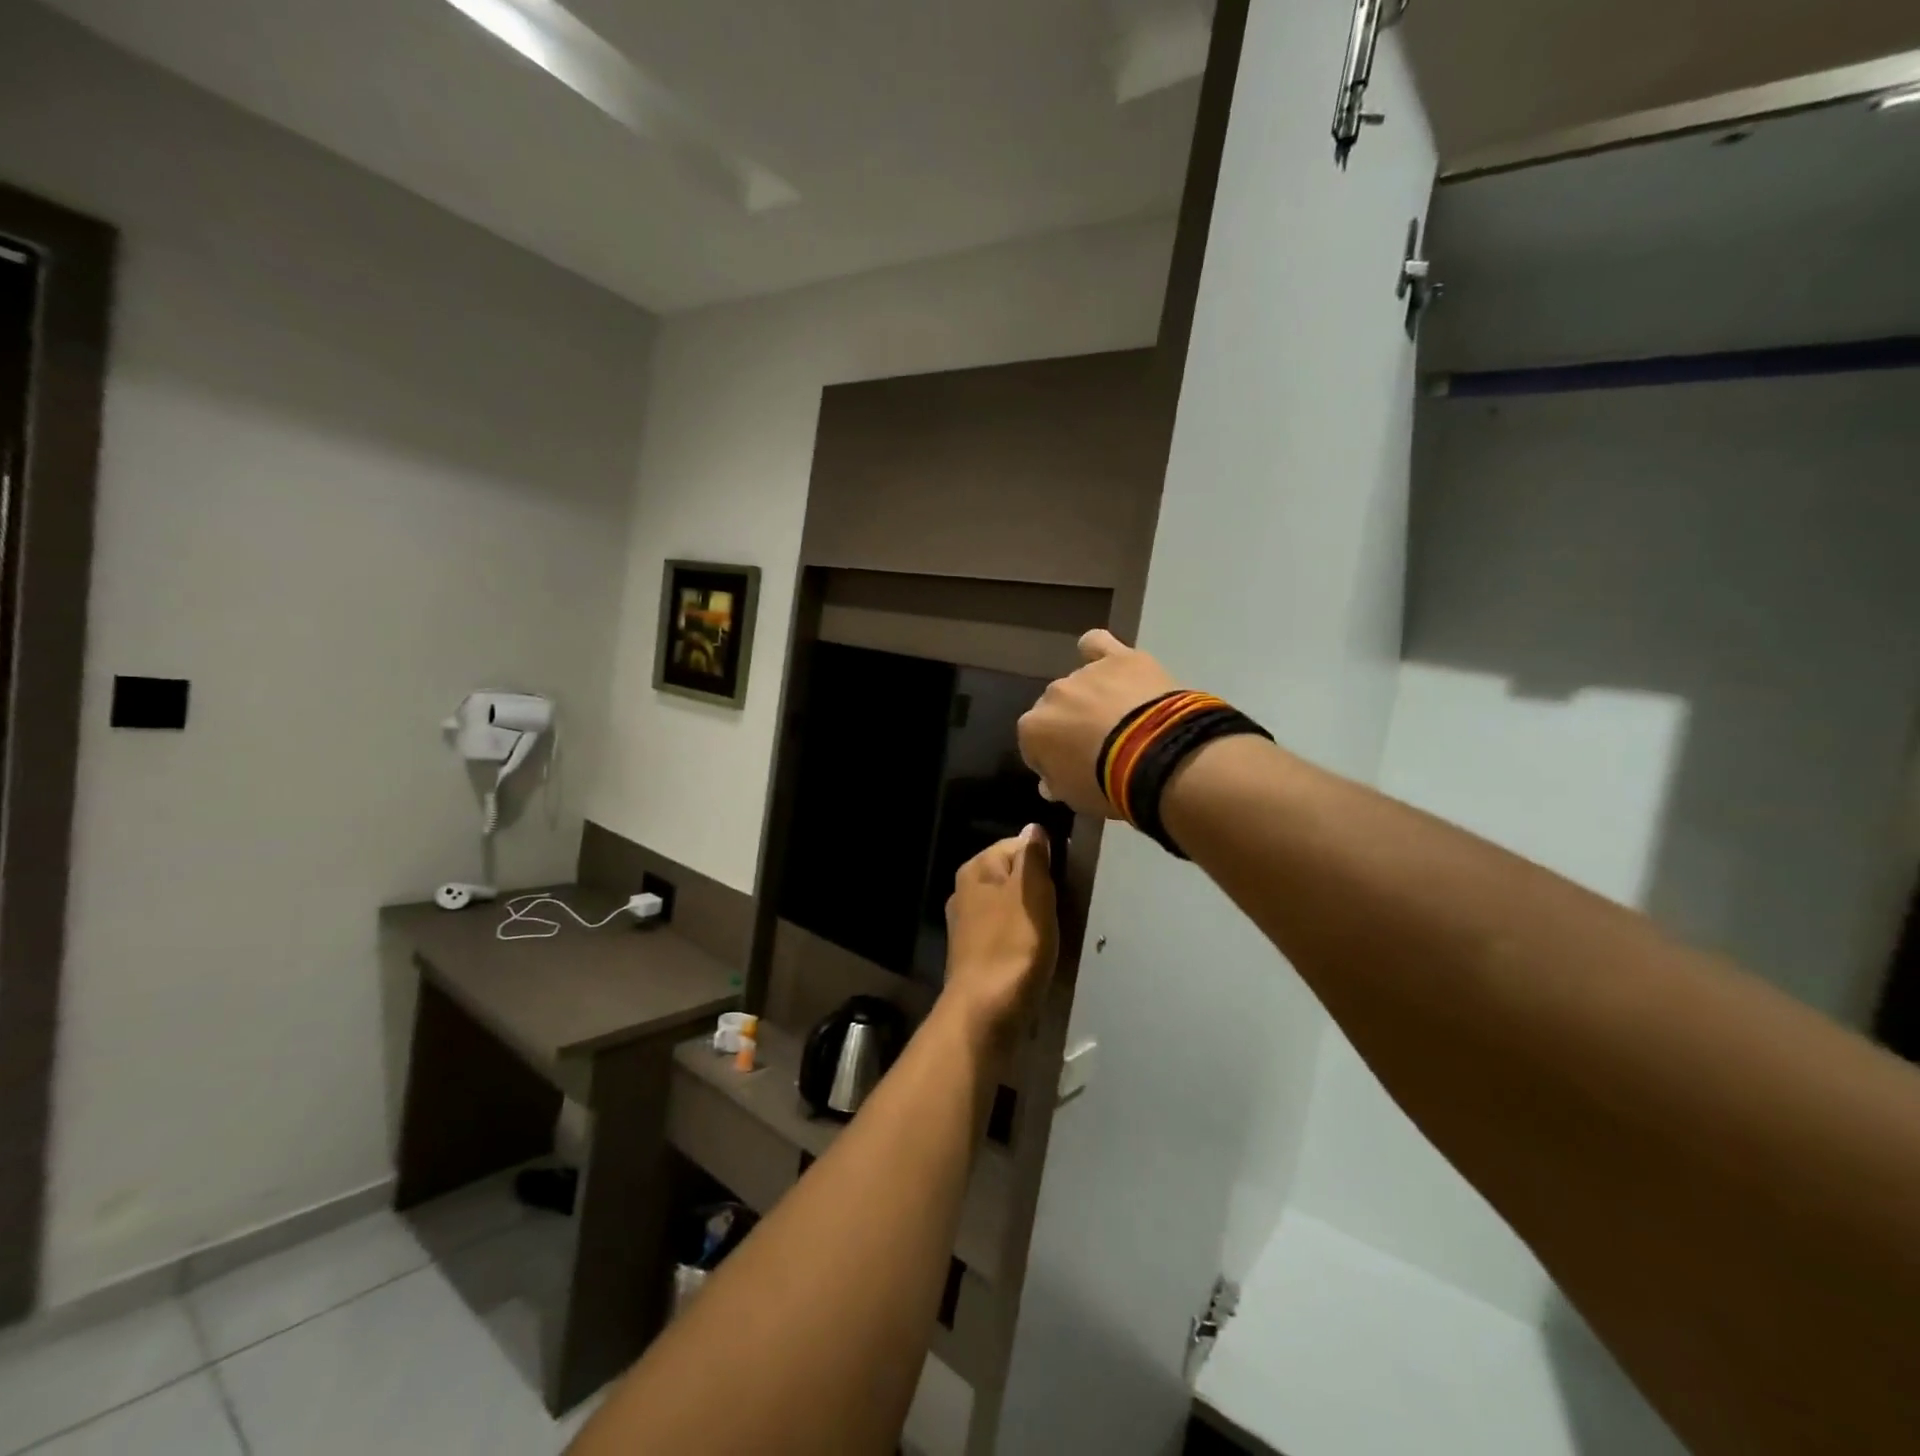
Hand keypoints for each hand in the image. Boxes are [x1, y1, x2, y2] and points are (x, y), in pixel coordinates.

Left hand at [941, 826, 1057, 1048]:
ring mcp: (968, 926)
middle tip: (1065, 909)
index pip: (1017, 845)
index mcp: (975, 870)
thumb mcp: (1031, 893)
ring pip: (1012, 907)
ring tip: (1056, 934)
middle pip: (1014, 877)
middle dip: (1041, 890)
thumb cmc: (1012, 947)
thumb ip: (1033, 858)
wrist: (985, 1014)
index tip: (1066, 882)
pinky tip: (1038, 955)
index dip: (1046, 859)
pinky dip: (1024, 940)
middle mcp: (965, 892)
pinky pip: (1007, 935)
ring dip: (1035, 917)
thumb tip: (1033, 828)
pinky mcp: (976, 956)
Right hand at [1017, 630, 1180, 816]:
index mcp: (1033, 729)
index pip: (1034, 745)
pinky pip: (1098, 644)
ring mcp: (1085, 673)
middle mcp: (1051, 695)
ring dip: (1092, 698)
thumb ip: (1057, 784)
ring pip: (1080, 684)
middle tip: (1100, 746)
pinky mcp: (1119, 658)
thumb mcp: (1076, 799)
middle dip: (1072, 726)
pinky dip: (1098, 652)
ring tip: (1122, 717)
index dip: (1053, 758)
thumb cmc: (1109, 785)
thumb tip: (1049, 782)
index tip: (1074, 769)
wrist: (1158, 756)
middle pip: (1057, 710)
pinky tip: (1109, 663)